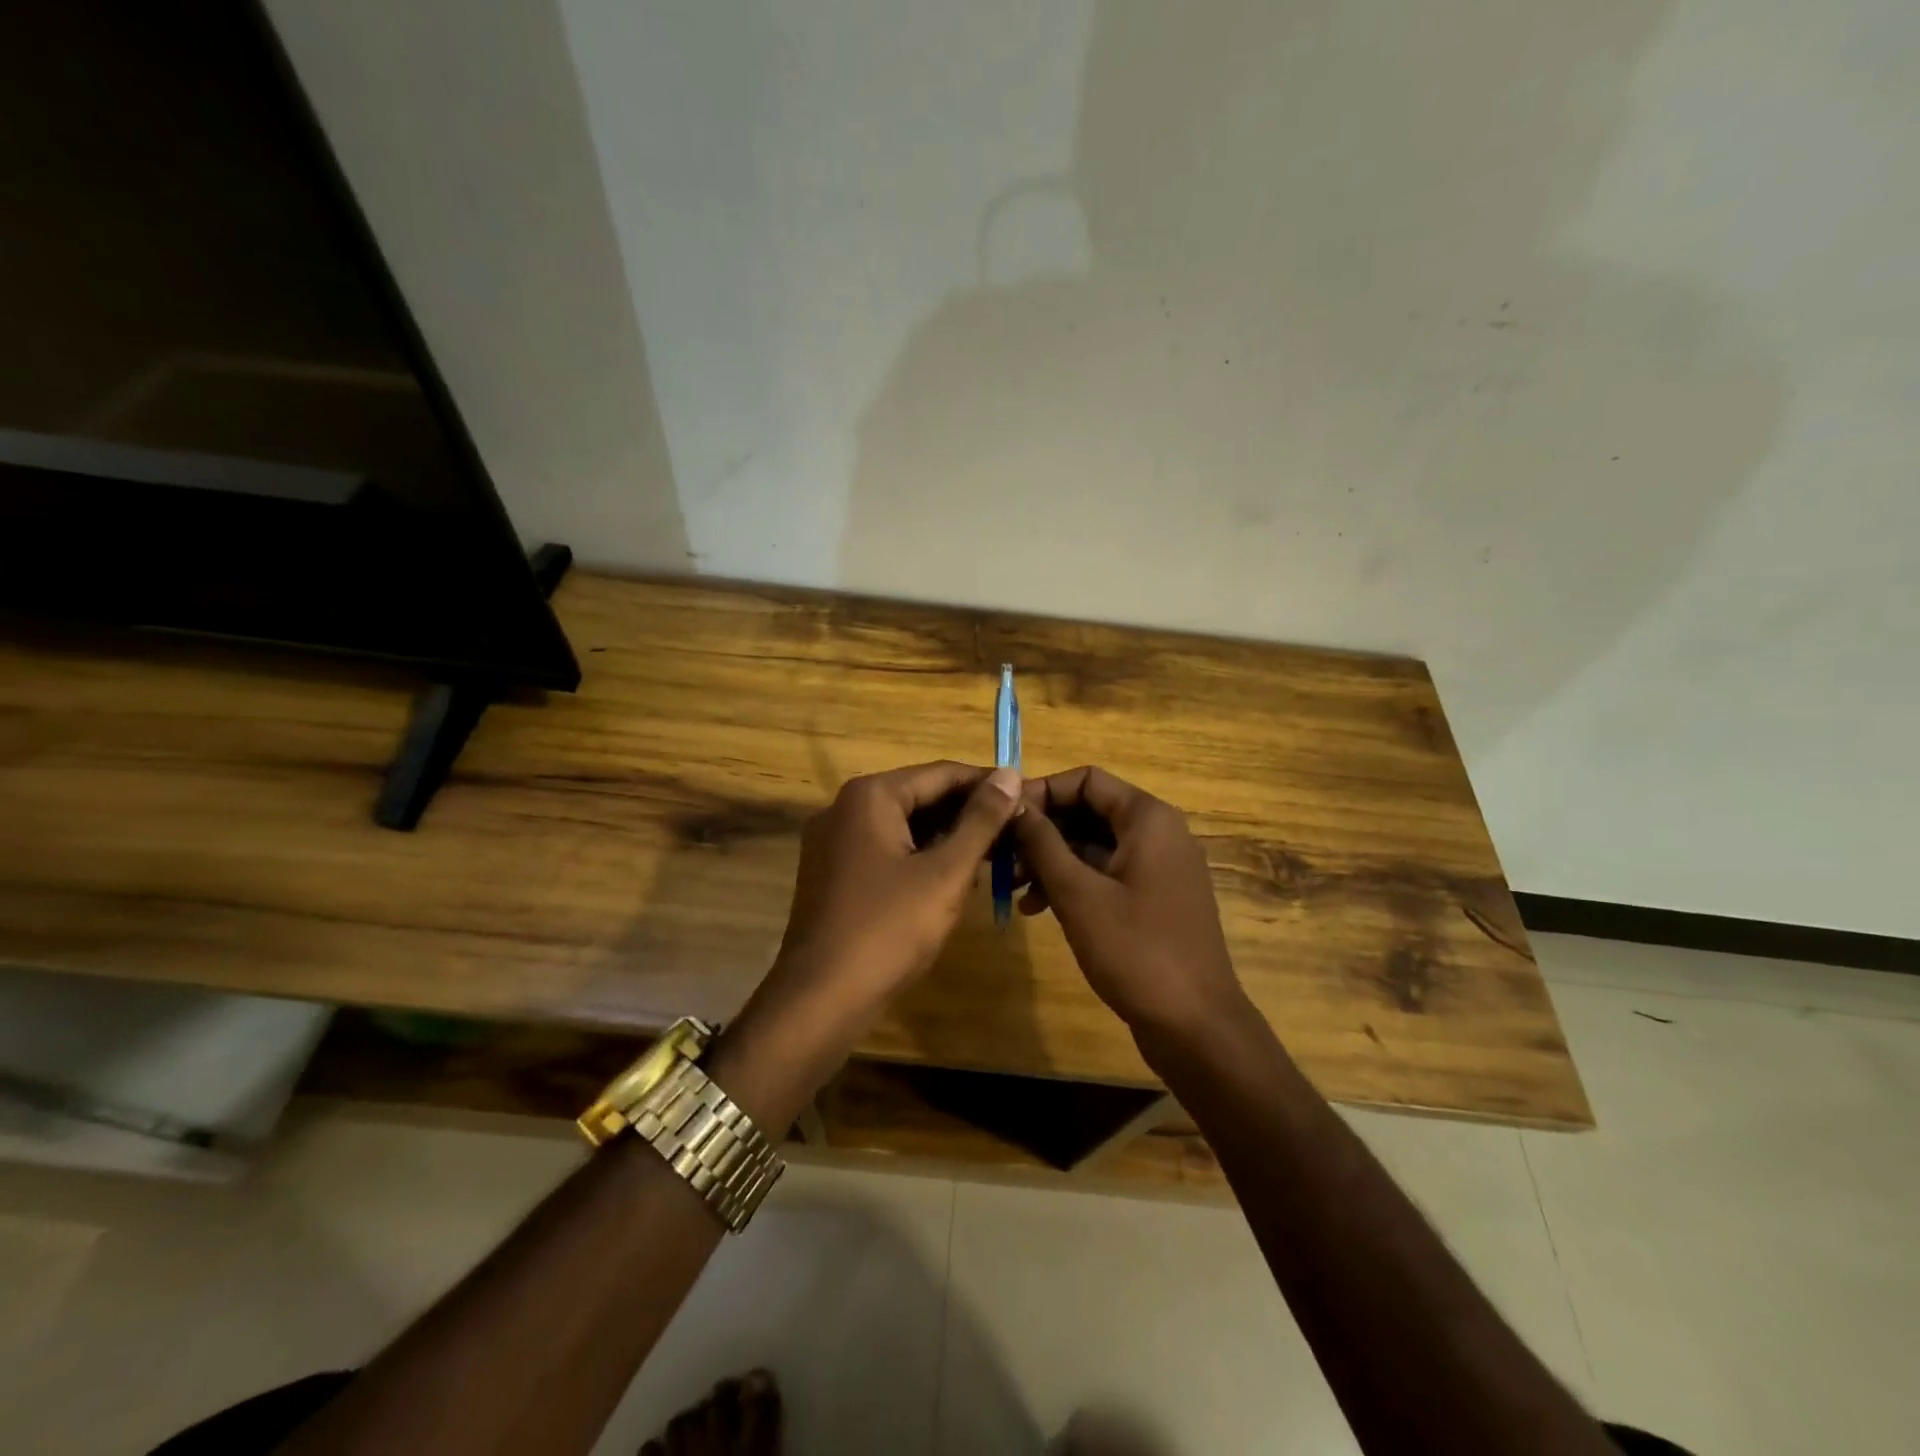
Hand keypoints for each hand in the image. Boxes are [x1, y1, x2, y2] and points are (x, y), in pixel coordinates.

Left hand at [771, 760, 1023, 1023]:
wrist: (820, 999)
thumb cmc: (888, 930)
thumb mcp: (946, 873)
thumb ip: (981, 820)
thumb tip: (1009, 773)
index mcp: (870, 796)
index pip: (942, 773)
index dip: (989, 784)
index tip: (1028, 797)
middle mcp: (845, 808)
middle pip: (920, 797)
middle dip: (969, 814)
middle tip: (1018, 831)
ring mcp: (833, 842)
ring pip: (904, 826)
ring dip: (948, 838)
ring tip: (996, 855)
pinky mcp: (832, 873)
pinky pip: (886, 851)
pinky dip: (920, 858)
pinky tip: (954, 879)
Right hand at [1012, 766, 1249, 1038]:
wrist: (1195, 1025)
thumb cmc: (1135, 950)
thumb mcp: (1078, 893)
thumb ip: (1042, 842)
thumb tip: (1013, 803)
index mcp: (1147, 818)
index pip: (1085, 779)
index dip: (1041, 792)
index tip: (1003, 818)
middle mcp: (1158, 832)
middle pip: (1089, 810)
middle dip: (1043, 831)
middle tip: (1001, 856)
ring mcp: (1159, 867)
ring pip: (1094, 844)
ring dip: (1052, 859)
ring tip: (1014, 887)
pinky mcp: (1155, 898)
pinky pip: (1107, 873)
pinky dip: (1074, 883)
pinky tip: (1038, 908)